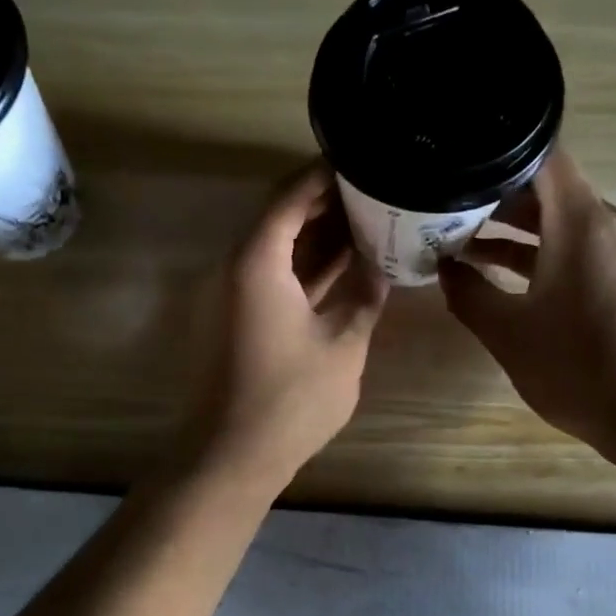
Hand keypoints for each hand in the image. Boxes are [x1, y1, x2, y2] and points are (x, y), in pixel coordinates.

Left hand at [179, 164, 390, 490]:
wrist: (231, 456)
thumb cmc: (290, 399)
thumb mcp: (343, 344)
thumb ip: (365, 296)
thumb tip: (384, 265)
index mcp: (257, 262)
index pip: (290, 195)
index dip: (324, 174)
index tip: (361, 159)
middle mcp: (236, 267)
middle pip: (280, 216)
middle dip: (326, 201)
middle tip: (374, 189)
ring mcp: (233, 294)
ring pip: (277, 247)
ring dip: (316, 234)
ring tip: (368, 219)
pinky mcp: (237, 318)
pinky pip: (273, 275)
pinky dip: (304, 265)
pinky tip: (344, 263)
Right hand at [439, 150, 615, 458]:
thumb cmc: (577, 369)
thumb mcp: (507, 333)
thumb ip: (468, 292)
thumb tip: (444, 266)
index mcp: (582, 224)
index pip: (544, 157)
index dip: (500, 155)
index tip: (461, 164)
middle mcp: (612, 223)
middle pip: (552, 188)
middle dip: (499, 196)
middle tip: (449, 207)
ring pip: (566, 219)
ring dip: (520, 228)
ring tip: (466, 241)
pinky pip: (584, 245)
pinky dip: (548, 250)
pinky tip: (508, 272)